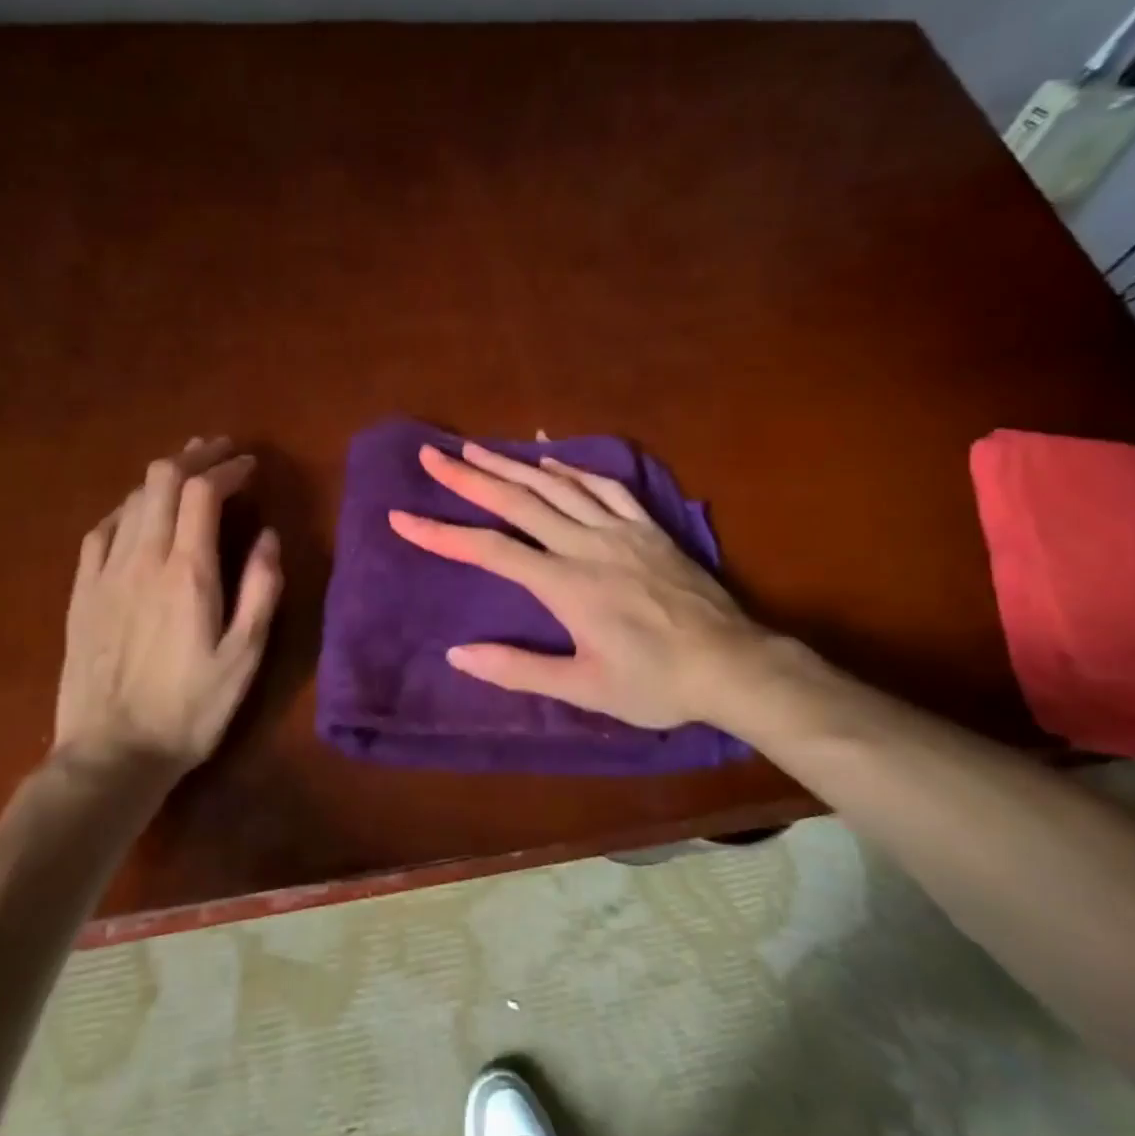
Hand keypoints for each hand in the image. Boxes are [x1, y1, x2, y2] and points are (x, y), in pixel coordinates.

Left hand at [55, 437, 282, 772]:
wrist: (111, 754)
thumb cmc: (189, 710)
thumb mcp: (244, 657)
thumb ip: (260, 590)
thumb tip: (268, 537)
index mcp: (187, 572)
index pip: (203, 492)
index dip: (227, 468)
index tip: (249, 465)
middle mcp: (143, 558)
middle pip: (163, 480)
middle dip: (195, 457)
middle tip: (220, 453)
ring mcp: (106, 572)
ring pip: (133, 499)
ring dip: (164, 477)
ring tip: (188, 472)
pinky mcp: (83, 592)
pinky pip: (101, 530)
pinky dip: (128, 508)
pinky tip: (138, 512)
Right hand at [389, 442, 803, 736]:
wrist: (732, 664)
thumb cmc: (655, 683)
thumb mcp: (584, 688)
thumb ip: (518, 669)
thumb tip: (457, 654)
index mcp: (565, 584)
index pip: (489, 550)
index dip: (442, 533)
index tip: (402, 517)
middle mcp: (585, 545)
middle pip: (517, 502)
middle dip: (469, 476)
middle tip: (432, 455)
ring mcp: (619, 530)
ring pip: (556, 485)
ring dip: (512, 464)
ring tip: (476, 447)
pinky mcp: (647, 527)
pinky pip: (604, 487)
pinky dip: (572, 468)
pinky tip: (550, 458)